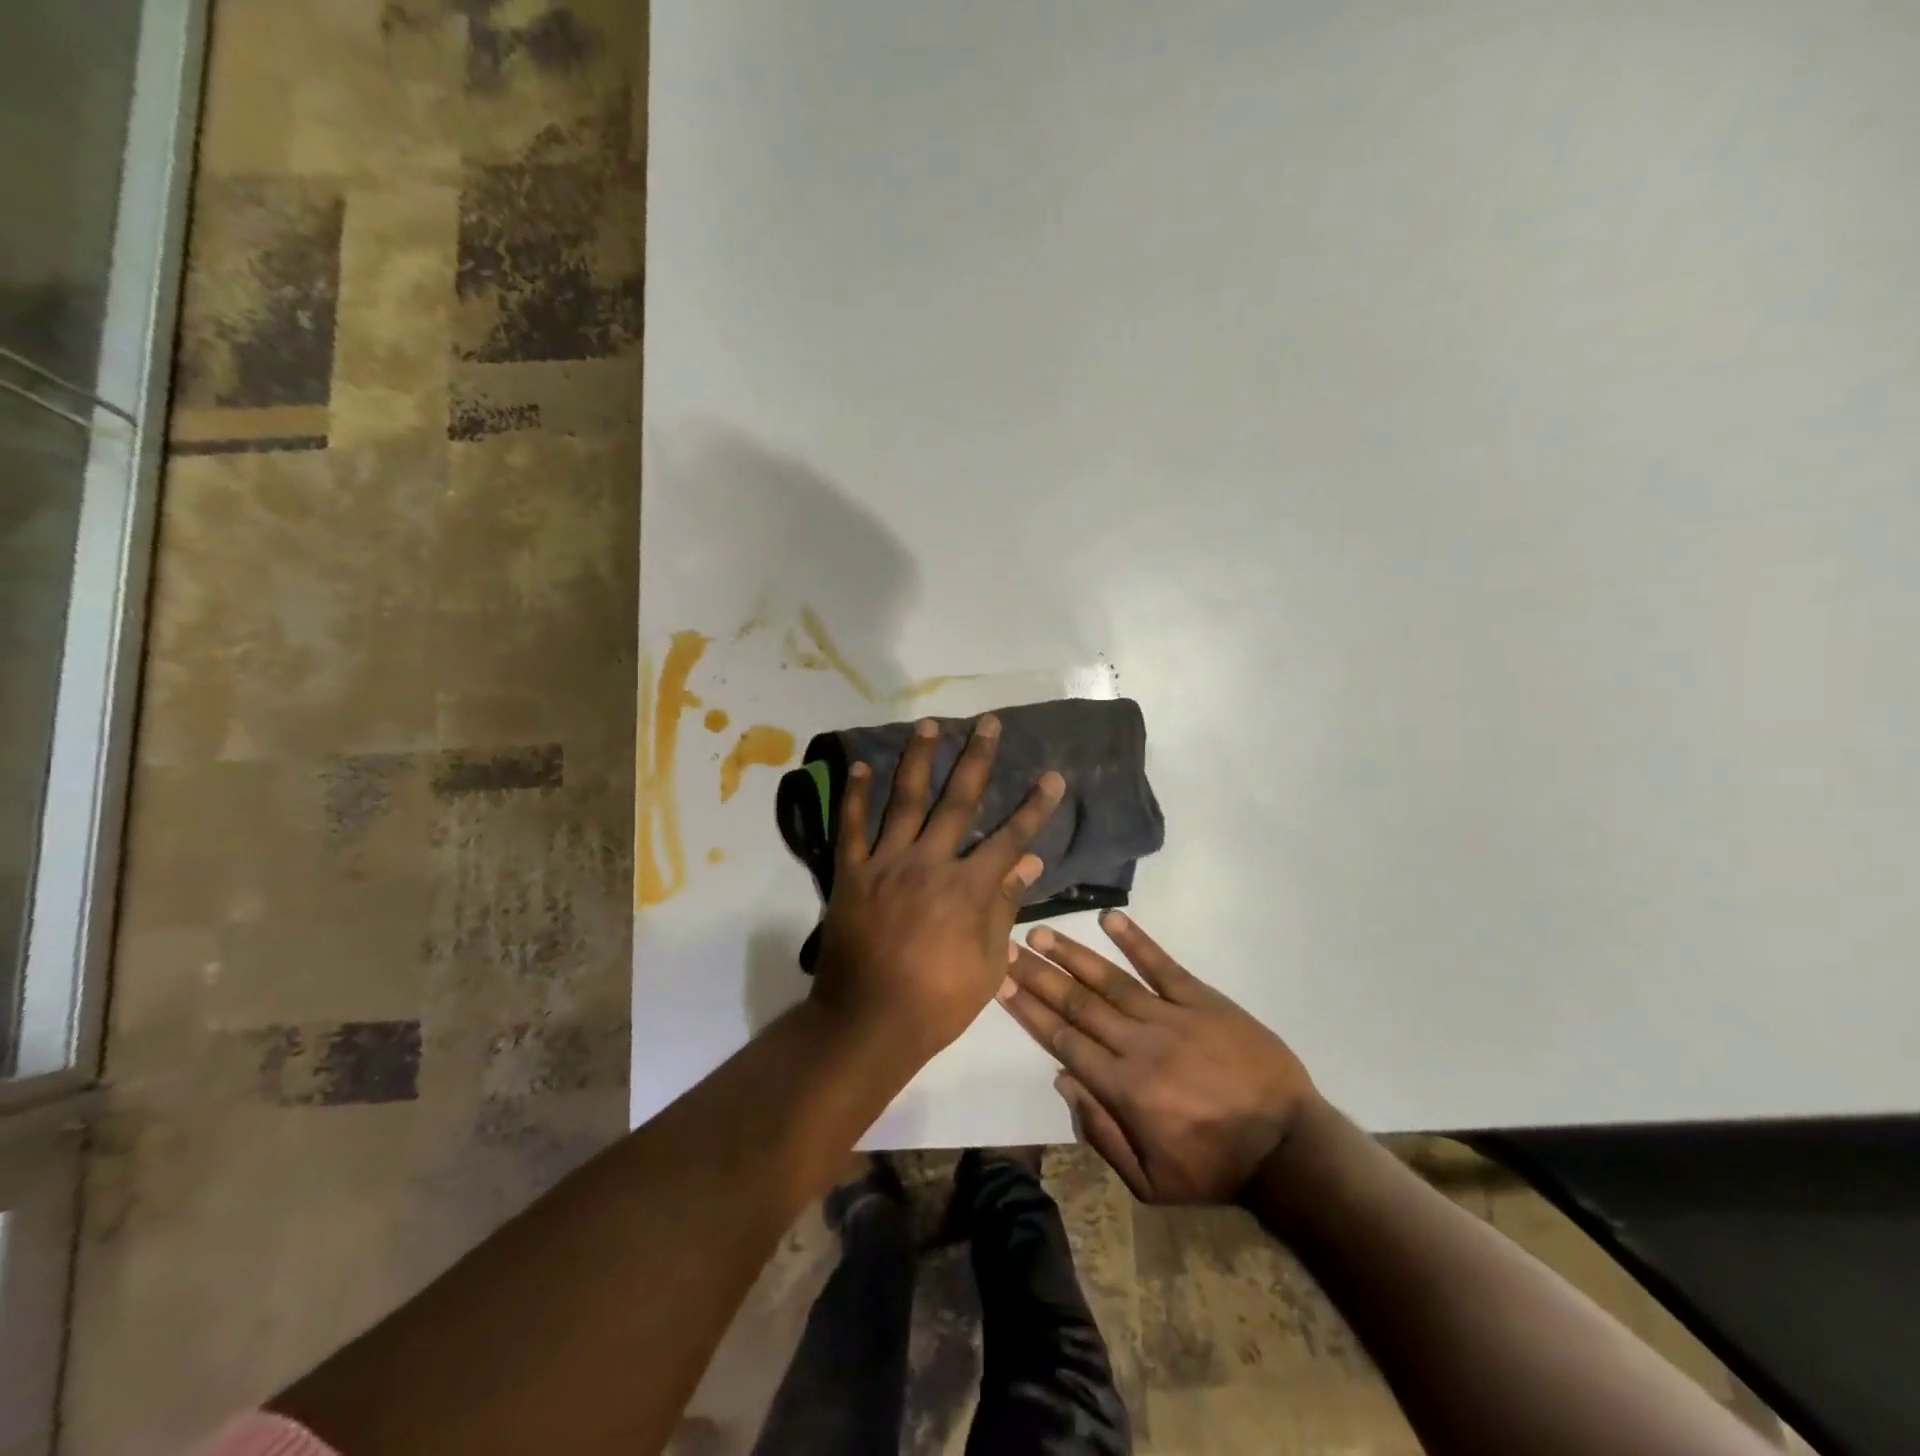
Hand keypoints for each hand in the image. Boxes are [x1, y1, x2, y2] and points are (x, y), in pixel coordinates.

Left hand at [812, 714, 1064, 1065]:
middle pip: (958, 802)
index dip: (1035, 806)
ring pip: (904, 801)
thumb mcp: (986, 964)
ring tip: (929, 725)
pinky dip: (854, 796)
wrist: (867, 1023)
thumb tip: (1029, 860)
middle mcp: (928, 863)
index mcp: (967, 889)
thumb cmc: (936, 1002)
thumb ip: (1004, 906)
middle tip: (988, 723)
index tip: (1053, 776)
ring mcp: (886, 864)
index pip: (1010, 838)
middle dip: (977, 759)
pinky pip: (851, 828)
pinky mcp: (851, 874)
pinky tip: (860, 766)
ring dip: (918, 759)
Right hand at [999, 912, 1319, 1203]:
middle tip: (1008, 947)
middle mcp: (1137, 1044)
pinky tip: (1110, 918)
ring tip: (1042, 932)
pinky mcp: (1203, 1001)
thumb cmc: (1214, 1168)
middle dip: (1039, 975)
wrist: (1289, 1149)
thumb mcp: (1151, 1183)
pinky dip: (1137, 941)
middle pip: (1078, 1004)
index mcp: (1123, 1088)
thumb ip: (1102, 1134)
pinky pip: (1164, 966)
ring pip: (1111, 980)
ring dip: (1074, 955)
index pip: (1063, 1041)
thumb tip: (1063, 1080)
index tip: (1002, 983)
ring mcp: (1171, 1017)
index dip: (1030, 1010)